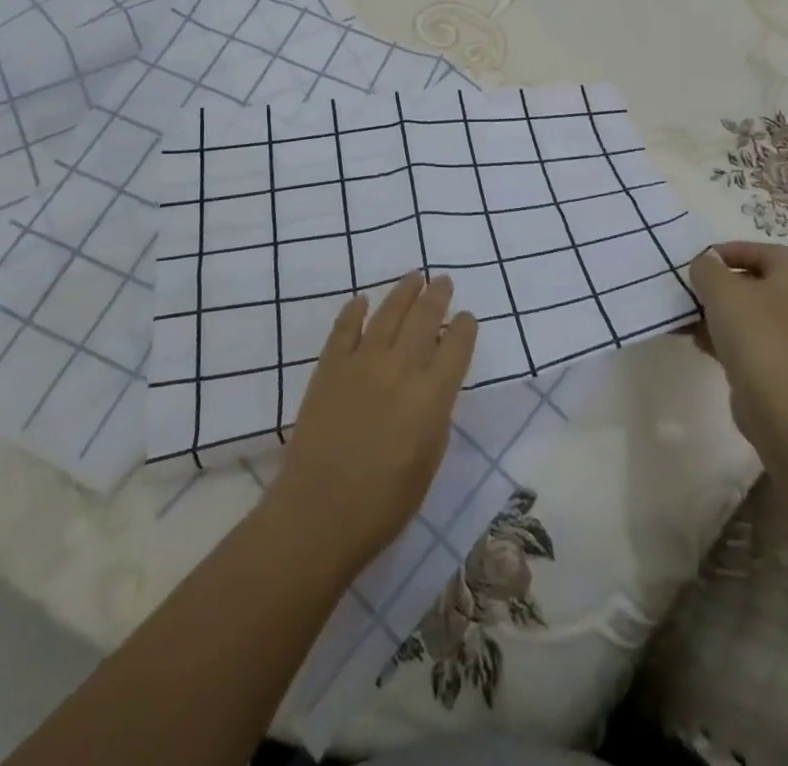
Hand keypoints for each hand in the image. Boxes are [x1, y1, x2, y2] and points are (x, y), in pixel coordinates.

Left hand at [264, 272, 477, 579]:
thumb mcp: (429, 462)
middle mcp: (401, 368)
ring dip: (403, 292)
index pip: (456, 347)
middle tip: (443, 280)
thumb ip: (435, 416)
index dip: (464, 328)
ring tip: (414, 276)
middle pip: (424, 319)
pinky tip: (362, 300)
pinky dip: (354, 310)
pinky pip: (345, 328)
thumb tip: (433, 385)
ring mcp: (362, 362)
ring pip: (387, 314)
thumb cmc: (384, 502)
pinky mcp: (330, 366)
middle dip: (437, 297)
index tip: (467, 317)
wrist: (320, 510)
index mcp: (432, 396)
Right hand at [689, 242, 787, 460]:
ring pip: (750, 314)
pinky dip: (724, 337)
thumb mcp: (721, 289)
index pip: (767, 252)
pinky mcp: (781, 366)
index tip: (704, 259)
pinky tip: (698, 341)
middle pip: (757, 283)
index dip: (735, 249)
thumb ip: (707, 268)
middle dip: (722, 283)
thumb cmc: (754, 334)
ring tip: (688, 315)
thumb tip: (705, 266)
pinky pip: (749, 341)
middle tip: (694, 286)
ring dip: (718, 312)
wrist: (779, 406)